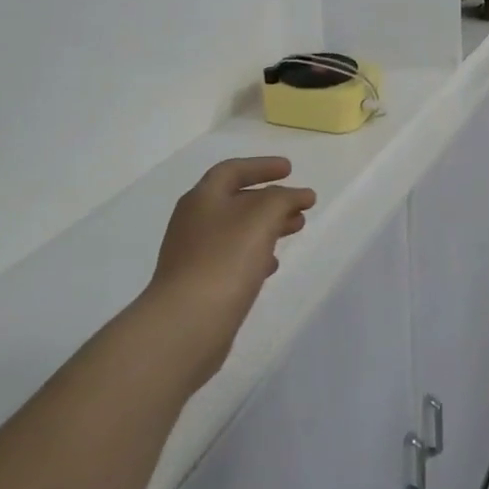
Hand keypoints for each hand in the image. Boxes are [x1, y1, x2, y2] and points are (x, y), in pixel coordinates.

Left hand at [135, 157, 315, 393]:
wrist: (188, 322)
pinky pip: (233, 258)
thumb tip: (299, 195)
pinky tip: (271, 265)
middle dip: (271, 199)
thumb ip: (283, 199)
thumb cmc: (225, 260)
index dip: (262, 166)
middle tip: (301, 204)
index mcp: (203, 199)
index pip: (232, 170)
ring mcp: (195, 254)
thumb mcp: (261, 217)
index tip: (290, 169)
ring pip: (237, 230)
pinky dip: (256, 253)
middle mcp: (195, 222)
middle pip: (236, 200)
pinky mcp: (202, 283)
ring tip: (296, 229)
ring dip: (268, 225)